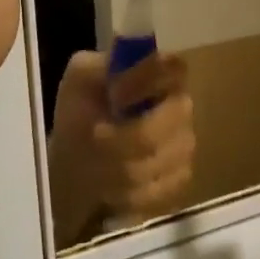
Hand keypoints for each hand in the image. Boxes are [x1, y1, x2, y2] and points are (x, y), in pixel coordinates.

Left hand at [47, 51, 195, 241]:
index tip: (115, 98)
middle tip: (96, 139)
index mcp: (157, 74)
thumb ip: (97, 68)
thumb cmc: (79, 118)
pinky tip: (112, 188)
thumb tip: (120, 80)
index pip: (174, 66)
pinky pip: (162, 187)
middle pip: (174, 117)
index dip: (146, 82)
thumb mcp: (78, 83)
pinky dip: (130, 192)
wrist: (74, 169)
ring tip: (98, 166)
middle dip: (128, 135)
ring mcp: (185, 143)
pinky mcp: (180, 178)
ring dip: (122, 166)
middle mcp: (180, 105)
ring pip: (164, 156)